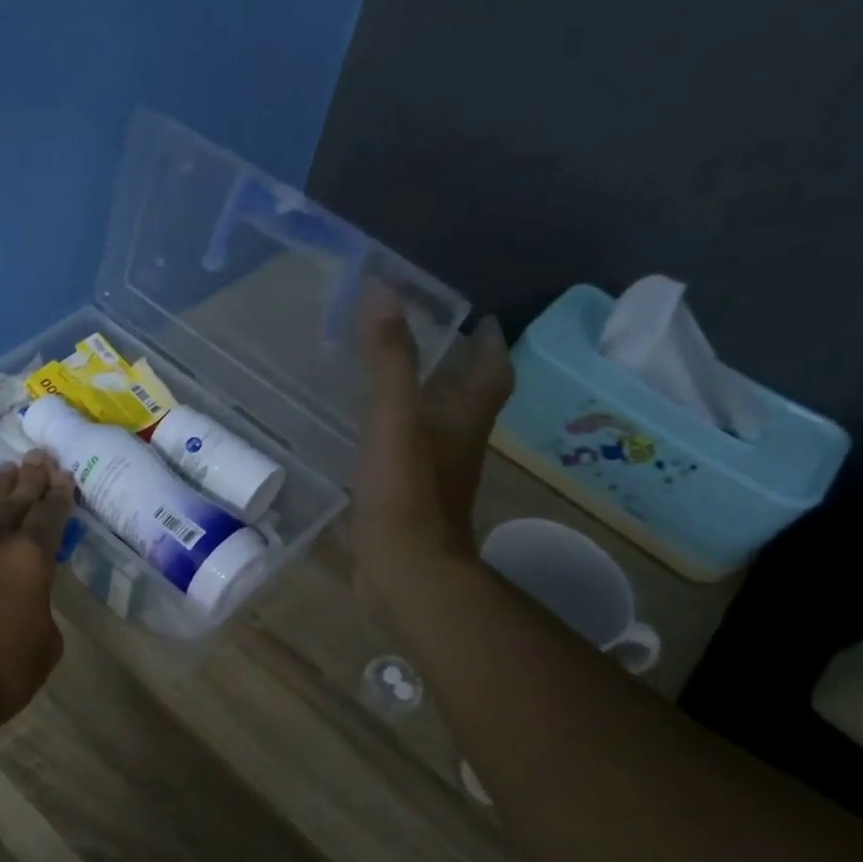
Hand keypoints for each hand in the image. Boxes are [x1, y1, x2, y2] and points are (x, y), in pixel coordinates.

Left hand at [0, 453, 73, 734]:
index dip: (58, 496)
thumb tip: (26, 606)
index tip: (63, 475)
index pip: (49, 516)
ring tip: (5, 472)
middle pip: (12, 502)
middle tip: (36, 456)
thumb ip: (39, 614)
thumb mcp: (43, 647)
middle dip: (27, 479)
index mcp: (28, 560)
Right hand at [353, 290, 512, 594]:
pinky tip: (371, 434)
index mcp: (464, 418)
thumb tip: (383, 290)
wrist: (405, 571)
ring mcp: (435, 475)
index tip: (480, 319)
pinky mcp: (409, 499)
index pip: (492, 371)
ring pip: (438, 426)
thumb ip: (389, 358)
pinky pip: (409, 453)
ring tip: (396, 379)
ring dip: (427, 400)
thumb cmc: (405, 492)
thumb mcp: (394, 417)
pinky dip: (398, 435)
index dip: (489, 344)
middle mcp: (457, 443)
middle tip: (428, 341)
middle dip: (456, 368)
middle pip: (468, 398)